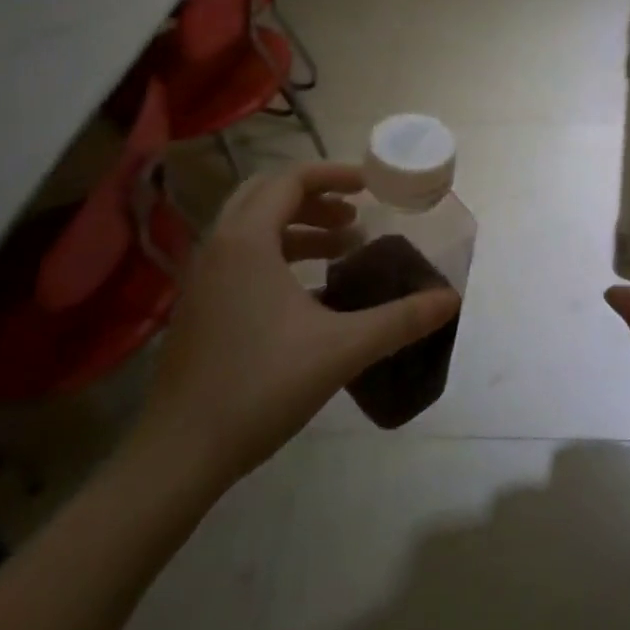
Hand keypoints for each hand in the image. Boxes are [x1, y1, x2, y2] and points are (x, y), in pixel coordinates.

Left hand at [126, 162, 460, 498]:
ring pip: (251, 227)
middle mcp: (218, 247)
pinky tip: (309, 291)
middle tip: (354, 216)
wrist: (179, 454)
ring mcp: (200, 278)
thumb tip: (450, 300)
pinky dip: (276, 254)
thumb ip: (400, 320)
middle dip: (314, 197)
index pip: (290, 180)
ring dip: (296, 227)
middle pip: (266, 194)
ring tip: (341, 249)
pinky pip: (240, 256)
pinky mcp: (197, 307)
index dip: (334, 174)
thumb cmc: (261, 386)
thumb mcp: (342, 348)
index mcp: (247, 240)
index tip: (370, 186)